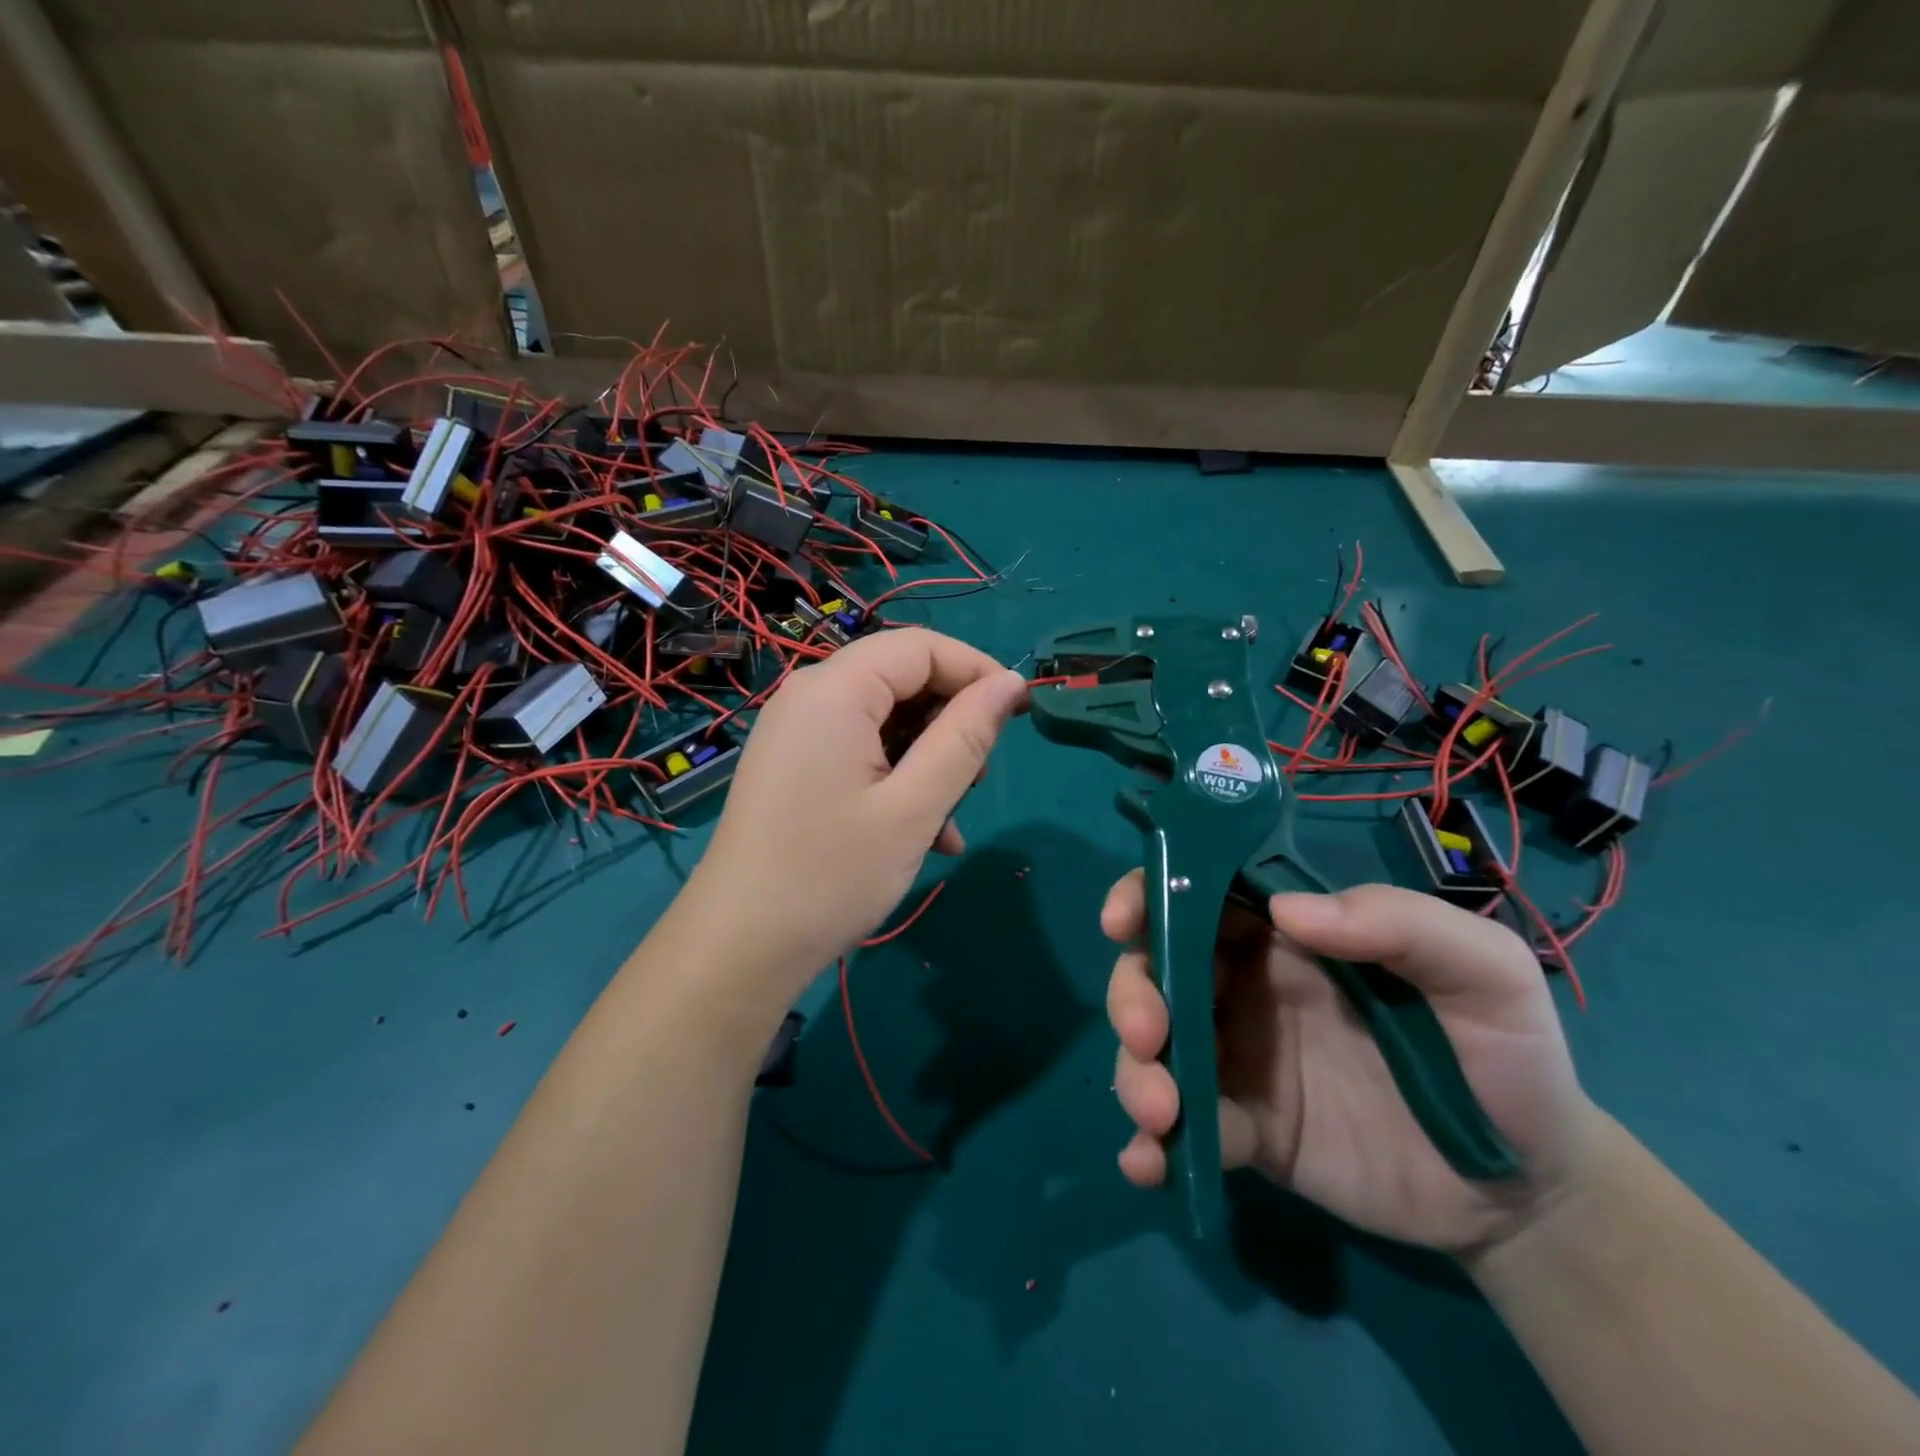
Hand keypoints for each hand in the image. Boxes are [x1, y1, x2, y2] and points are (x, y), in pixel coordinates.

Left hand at [684, 628, 1026, 1005]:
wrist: (739, 948)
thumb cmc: (831, 875)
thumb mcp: (914, 808)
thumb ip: (965, 738)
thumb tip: (1010, 684)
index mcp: (835, 690)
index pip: (921, 646)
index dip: (977, 671)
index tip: (1019, 713)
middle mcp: (809, 696)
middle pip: (900, 678)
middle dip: (950, 721)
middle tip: (979, 778)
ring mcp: (796, 732)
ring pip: (884, 719)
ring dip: (928, 759)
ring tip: (951, 817)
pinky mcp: (793, 764)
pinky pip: (859, 749)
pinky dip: (896, 777)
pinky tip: (922, 833)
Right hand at [1103, 879, 1602, 1256]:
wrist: (1528, 1191)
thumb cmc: (1506, 1057)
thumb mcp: (1485, 972)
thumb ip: (1402, 923)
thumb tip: (1288, 913)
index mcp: (1285, 936)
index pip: (1197, 894)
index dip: (1146, 894)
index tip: (1120, 919)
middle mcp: (1245, 988)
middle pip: (1155, 969)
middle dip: (1132, 992)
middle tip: (1150, 1034)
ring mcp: (1239, 1060)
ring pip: (1154, 1048)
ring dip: (1136, 1072)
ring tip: (1162, 1114)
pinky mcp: (1245, 1130)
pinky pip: (1183, 1131)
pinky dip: (1151, 1146)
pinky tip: (1149, 1165)